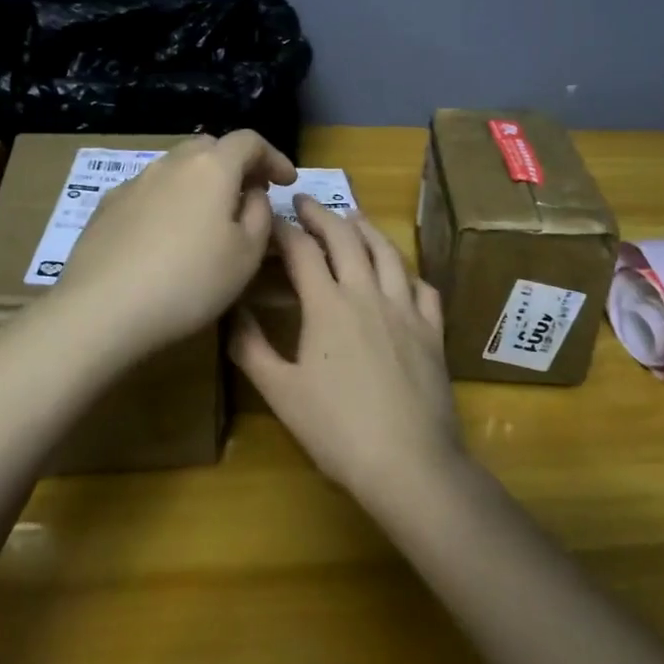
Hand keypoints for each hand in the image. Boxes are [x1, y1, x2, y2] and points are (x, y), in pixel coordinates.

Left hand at [56, 131, 295, 358]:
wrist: (103, 309)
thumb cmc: (190, 282)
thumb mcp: (247, 254)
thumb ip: (260, 214)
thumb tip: (251, 193)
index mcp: (212, 167)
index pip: (249, 141)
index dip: (274, 157)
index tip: (287, 182)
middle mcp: (171, 163)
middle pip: (210, 147)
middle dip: (235, 164)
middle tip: (250, 194)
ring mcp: (134, 182)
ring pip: (177, 168)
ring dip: (200, 182)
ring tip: (209, 217)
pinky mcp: (107, 207)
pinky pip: (150, 191)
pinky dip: (170, 201)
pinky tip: (167, 235)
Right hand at [231, 196, 463, 503]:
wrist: (409, 461)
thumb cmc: (337, 430)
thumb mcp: (280, 392)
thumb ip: (251, 347)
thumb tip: (231, 310)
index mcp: (327, 304)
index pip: (301, 250)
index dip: (283, 229)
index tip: (268, 217)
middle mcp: (368, 293)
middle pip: (345, 239)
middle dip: (322, 214)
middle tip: (305, 201)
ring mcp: (405, 309)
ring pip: (387, 254)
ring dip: (366, 229)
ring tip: (353, 218)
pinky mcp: (432, 330)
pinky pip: (422, 288)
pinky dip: (407, 273)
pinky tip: (402, 275)